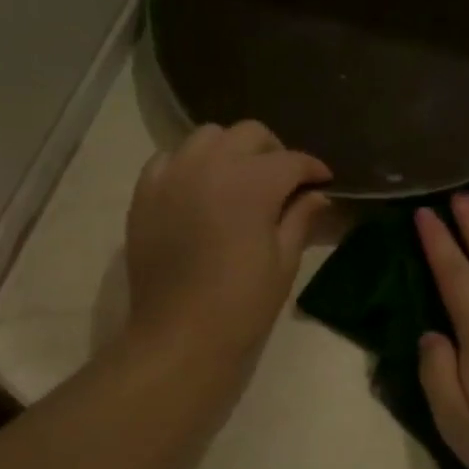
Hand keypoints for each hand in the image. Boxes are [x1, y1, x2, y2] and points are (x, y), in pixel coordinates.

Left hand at [123, 122, 330, 368]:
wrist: (180, 334)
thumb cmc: (242, 302)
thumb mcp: (284, 261)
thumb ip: (301, 219)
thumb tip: (317, 196)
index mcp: (252, 183)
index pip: (291, 160)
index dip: (313, 169)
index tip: (324, 181)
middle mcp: (211, 165)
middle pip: (249, 134)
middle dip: (274, 152)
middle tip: (284, 182)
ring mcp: (173, 175)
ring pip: (207, 137)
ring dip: (231, 151)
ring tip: (240, 180)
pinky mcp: (145, 193)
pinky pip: (170, 158)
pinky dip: (191, 164)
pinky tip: (200, 190)